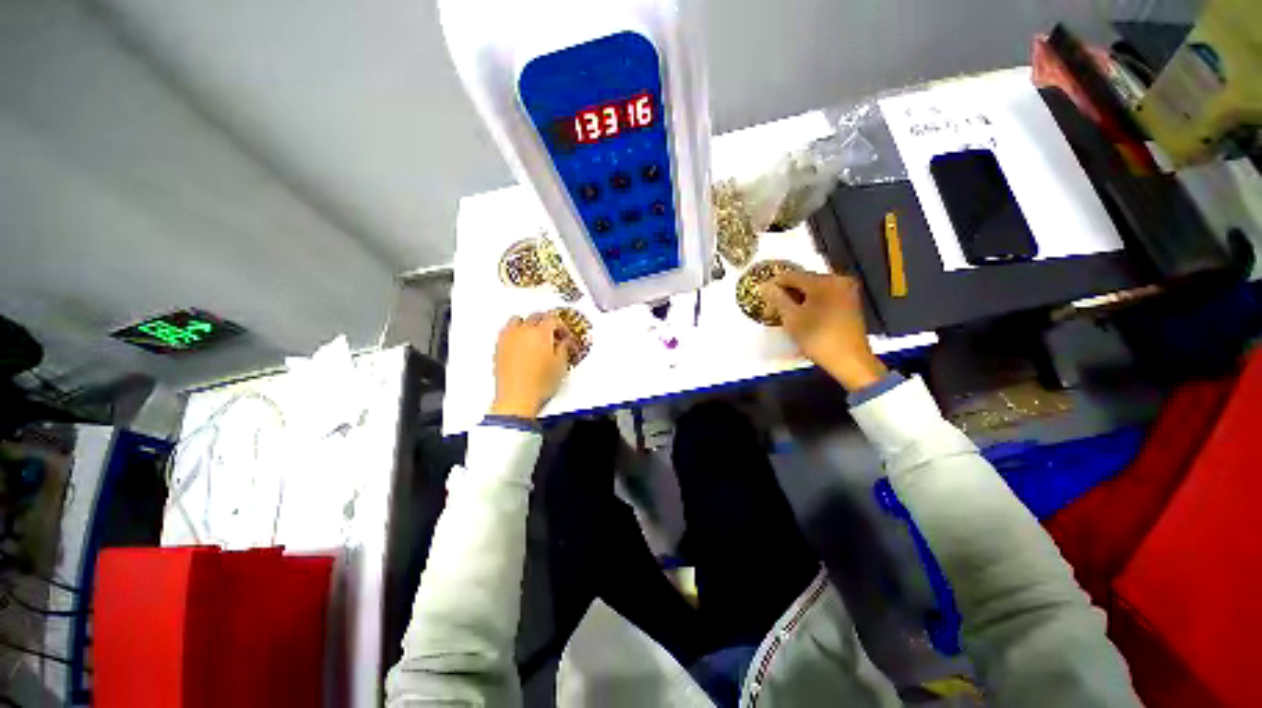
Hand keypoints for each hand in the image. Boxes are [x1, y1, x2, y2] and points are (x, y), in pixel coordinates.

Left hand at [490, 313, 576, 418]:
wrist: (517, 399)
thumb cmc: (539, 385)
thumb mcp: (560, 366)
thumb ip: (563, 348)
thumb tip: (564, 342)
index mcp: (541, 333)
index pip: (553, 318)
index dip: (562, 326)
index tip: (564, 335)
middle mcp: (523, 331)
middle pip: (536, 316)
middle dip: (547, 322)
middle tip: (553, 334)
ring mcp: (508, 338)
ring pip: (518, 320)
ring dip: (528, 324)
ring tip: (535, 336)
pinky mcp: (499, 346)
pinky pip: (507, 330)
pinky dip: (516, 332)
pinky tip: (522, 343)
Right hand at [761, 271, 887, 391]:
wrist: (850, 359)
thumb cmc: (818, 338)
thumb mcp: (792, 318)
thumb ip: (777, 298)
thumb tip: (764, 286)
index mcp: (823, 281)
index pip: (792, 275)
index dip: (775, 284)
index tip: (763, 295)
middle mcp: (838, 280)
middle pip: (804, 281)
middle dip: (787, 292)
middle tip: (773, 307)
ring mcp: (846, 291)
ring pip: (815, 289)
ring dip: (799, 298)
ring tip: (786, 313)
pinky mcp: (850, 302)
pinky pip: (825, 296)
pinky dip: (812, 302)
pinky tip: (803, 315)